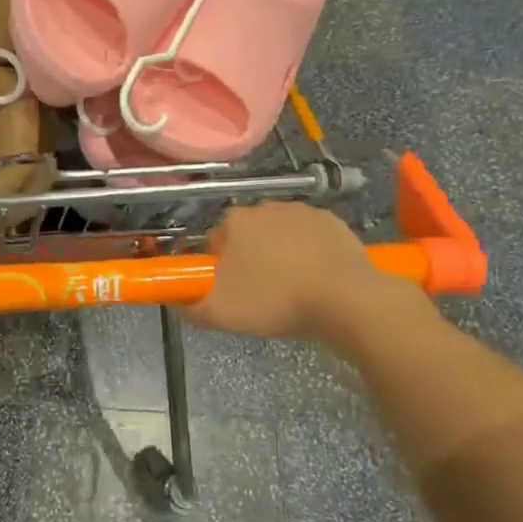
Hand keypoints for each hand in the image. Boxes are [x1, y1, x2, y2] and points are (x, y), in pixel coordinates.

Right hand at [184, 202, 428, 354]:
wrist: (346, 301)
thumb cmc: (275, 302)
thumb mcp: (219, 314)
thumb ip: (188, 307)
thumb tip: (175, 301)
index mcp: (234, 221)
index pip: (215, 241)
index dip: (219, 267)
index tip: (231, 290)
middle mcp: (265, 207)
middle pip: (247, 235)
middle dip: (250, 259)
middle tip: (260, 294)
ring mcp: (302, 212)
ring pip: (279, 235)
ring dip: (280, 255)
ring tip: (291, 290)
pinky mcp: (333, 222)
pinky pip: (311, 238)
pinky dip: (310, 254)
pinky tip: (317, 280)